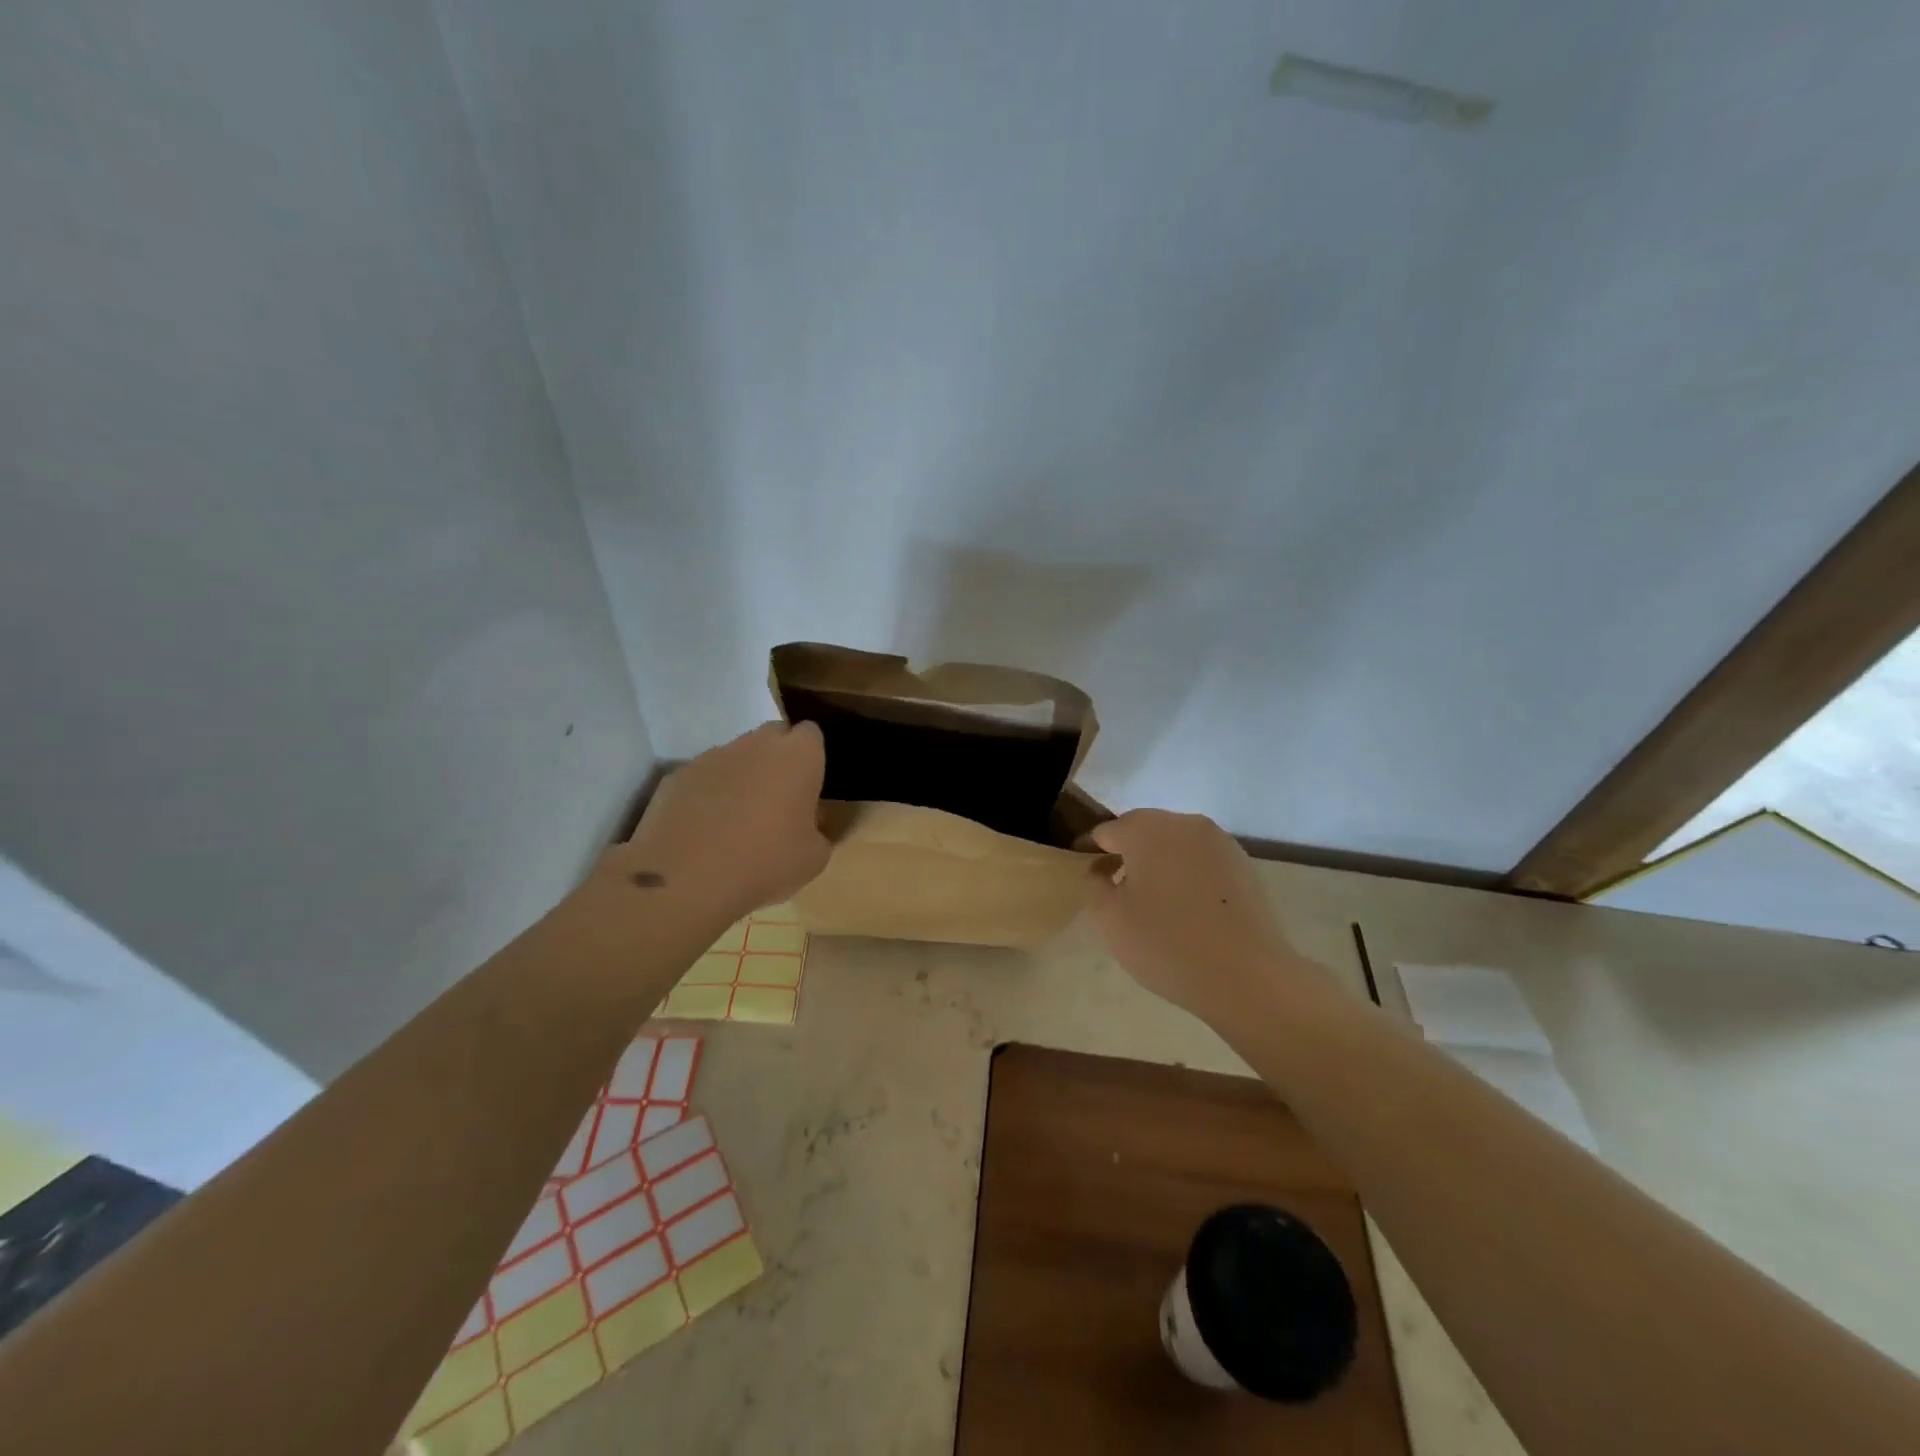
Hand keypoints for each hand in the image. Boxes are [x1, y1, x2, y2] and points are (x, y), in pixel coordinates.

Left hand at [616, 721, 830, 924]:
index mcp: (799, 756)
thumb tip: (805, 822)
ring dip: (742, 776)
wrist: (686, 878)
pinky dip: (708, 794)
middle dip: (777, 759)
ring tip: (737, 820)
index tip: (809, 787)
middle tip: (778, 801)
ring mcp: (713, 756)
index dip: (811, 757)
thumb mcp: (814, 858)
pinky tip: (704, 829)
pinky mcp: (678, 775)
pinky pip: (704, 777)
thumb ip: (816, 830)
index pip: (811, 734)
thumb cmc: (765, 862)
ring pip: (736, 755)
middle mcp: (756, 744)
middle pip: (773, 736)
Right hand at [1085, 809, 1298, 1020]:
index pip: (1106, 831)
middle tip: (1116, 888)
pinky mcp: (1243, 864)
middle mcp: (1183, 823)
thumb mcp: (1109, 919)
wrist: (1248, 977)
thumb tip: (1102, 868)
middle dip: (1127, 852)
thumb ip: (1094, 884)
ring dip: (1159, 862)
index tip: (1084, 873)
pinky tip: (1187, 908)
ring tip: (1153, 901)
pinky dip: (1188, 874)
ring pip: (1176, 844)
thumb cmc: (1166, 944)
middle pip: (1143, 830)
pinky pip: (1202, 860)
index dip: (1090, 850)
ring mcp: (1219, 841)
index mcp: (1145, 829)